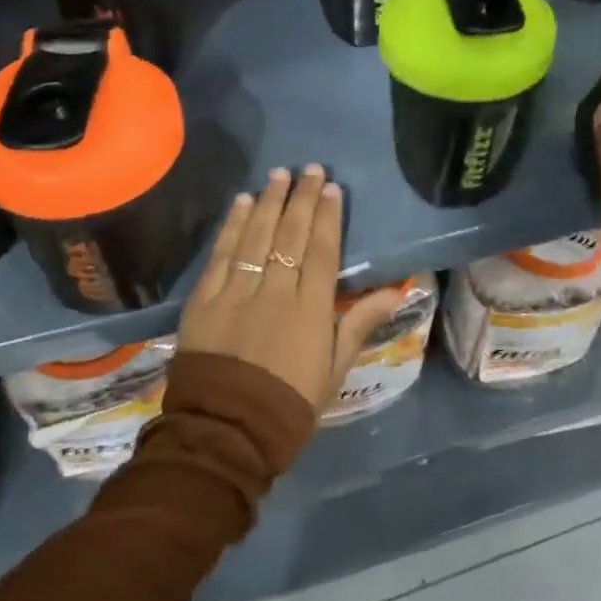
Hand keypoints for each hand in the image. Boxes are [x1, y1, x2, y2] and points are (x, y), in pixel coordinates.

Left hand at [178, 165, 399, 414]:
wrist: (226, 432)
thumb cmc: (289, 404)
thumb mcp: (334, 369)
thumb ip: (358, 324)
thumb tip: (395, 291)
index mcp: (309, 310)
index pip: (320, 251)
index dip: (326, 217)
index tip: (330, 188)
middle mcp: (274, 291)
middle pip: (289, 235)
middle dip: (300, 198)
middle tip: (308, 168)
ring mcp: (236, 292)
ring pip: (255, 237)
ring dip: (267, 202)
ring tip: (277, 175)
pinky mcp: (205, 300)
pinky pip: (221, 255)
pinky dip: (232, 226)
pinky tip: (241, 203)